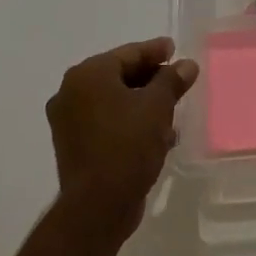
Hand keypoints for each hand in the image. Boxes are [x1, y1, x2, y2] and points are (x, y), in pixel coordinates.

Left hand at [45, 37, 198, 244]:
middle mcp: (71, 93)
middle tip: (177, 79)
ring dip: (142, 102)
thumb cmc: (128, 144)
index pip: (128, 54)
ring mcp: (69, 122)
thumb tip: (186, 65)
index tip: (175, 49)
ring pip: (114, 101)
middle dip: (151, 78)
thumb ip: (172, 80)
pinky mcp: (75, 146)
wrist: (98, 206)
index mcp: (88, 75)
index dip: (155, 51)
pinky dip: (130, 122)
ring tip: (172, 109)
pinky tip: (156, 134)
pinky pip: (107, 122)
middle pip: (119, 75)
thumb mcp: (158, 106)